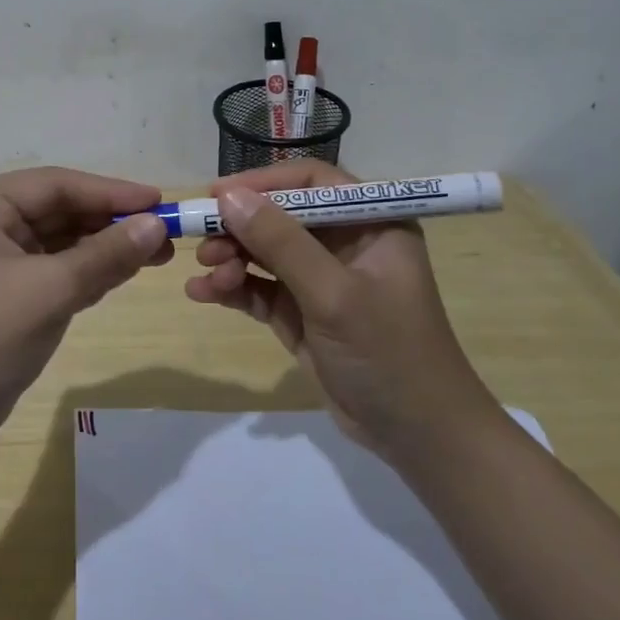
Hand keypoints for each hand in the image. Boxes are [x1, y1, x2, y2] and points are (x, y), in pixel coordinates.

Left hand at [0, 167, 171, 455]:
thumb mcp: (51, 290)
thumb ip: (106, 255)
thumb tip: (158, 225)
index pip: (54, 185)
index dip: (109, 191)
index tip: (159, 200)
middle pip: (60, 210)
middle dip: (111, 222)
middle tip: (166, 231)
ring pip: (63, 240)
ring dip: (107, 246)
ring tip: (159, 252)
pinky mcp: (10, 289)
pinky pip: (58, 267)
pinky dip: (92, 269)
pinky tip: (128, 269)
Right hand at [183, 160, 495, 460]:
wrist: (418, 438)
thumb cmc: (388, 352)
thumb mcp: (333, 294)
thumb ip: (280, 242)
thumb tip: (228, 197)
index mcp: (371, 223)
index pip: (311, 182)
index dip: (263, 183)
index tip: (217, 195)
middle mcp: (346, 243)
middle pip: (281, 217)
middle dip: (240, 228)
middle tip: (202, 240)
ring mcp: (322, 280)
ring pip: (266, 253)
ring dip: (232, 259)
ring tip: (206, 275)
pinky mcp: (303, 314)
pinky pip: (261, 289)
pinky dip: (234, 289)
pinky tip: (203, 293)